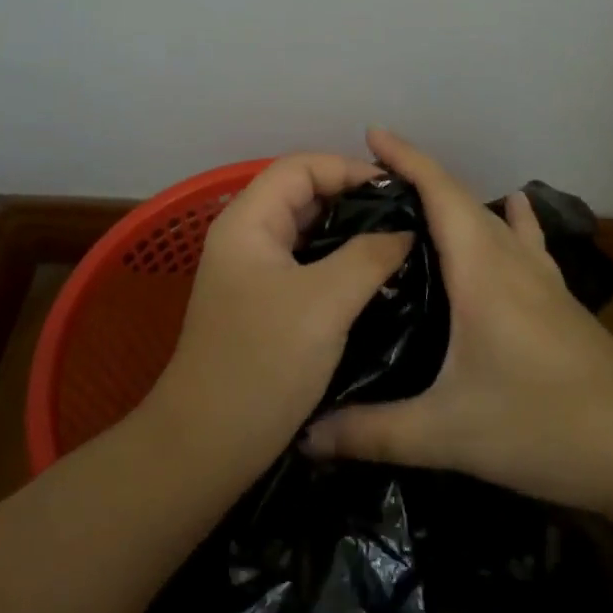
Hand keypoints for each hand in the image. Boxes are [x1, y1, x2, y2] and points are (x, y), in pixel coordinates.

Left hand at [142, 154, 413, 479]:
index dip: (348, 169)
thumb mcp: (325, 302)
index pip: (301, 167)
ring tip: (398, 244)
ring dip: (348, 234)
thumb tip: (404, 230)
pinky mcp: (262, 304)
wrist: (207, 445)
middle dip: (353, 200)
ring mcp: (251, 272)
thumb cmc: (263, 363)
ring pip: (307, 233)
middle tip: (405, 218)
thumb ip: (369, 255)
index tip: (397, 191)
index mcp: (248, 221)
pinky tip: (373, 280)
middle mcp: (245, 237)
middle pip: (303, 195)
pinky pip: (305, 266)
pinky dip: (338, 264)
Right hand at [301, 129, 612, 523]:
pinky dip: (508, 219)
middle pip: (461, 197)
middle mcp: (511, 259)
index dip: (405, 157)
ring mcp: (541, 277)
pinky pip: (524, 241)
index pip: (439, 192)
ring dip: (455, 199)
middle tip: (370, 180)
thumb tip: (306, 437)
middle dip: (417, 176)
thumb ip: (373, 433)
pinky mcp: (559, 298)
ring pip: (492, 217)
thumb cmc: (544, 426)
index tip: (371, 133)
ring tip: (416, 202)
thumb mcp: (448, 434)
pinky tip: (514, 210)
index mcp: (481, 269)